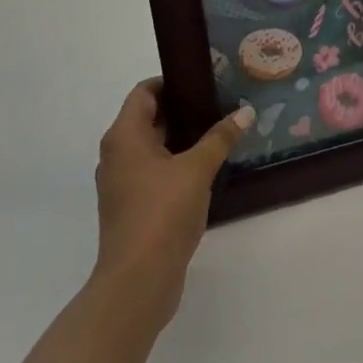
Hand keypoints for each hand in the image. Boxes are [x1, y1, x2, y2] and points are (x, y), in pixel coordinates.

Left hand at [92, 78, 252, 333]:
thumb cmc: (162, 213)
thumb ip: (220, 138)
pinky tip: (209, 167)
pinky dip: (178, 163)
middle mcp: (117, 155)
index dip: (172, 82)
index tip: (205, 81)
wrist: (138, 281)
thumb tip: (245, 113)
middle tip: (221, 103)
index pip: (144, 92)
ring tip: (221, 132)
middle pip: (149, 118)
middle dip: (184, 109)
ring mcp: (123, 183)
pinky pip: (155, 171)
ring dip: (183, 138)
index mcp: (124, 137)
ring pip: (154, 147)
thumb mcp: (197, 169)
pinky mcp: (133, 207)